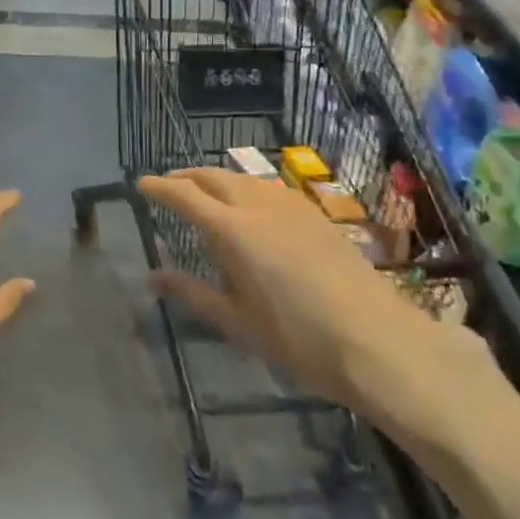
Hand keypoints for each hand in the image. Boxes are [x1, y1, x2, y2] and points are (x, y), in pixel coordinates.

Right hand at [138, 168, 489, 436]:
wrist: (379, 342)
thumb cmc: (298, 338)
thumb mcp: (237, 321)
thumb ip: (192, 292)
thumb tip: (151, 276)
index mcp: (233, 230)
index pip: (185, 195)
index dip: (159, 187)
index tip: (140, 184)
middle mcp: (259, 206)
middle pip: (213, 176)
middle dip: (186, 177)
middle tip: (168, 186)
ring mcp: (292, 206)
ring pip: (243, 178)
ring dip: (217, 179)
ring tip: (206, 194)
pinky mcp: (316, 215)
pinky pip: (269, 188)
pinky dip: (246, 188)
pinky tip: (251, 208)